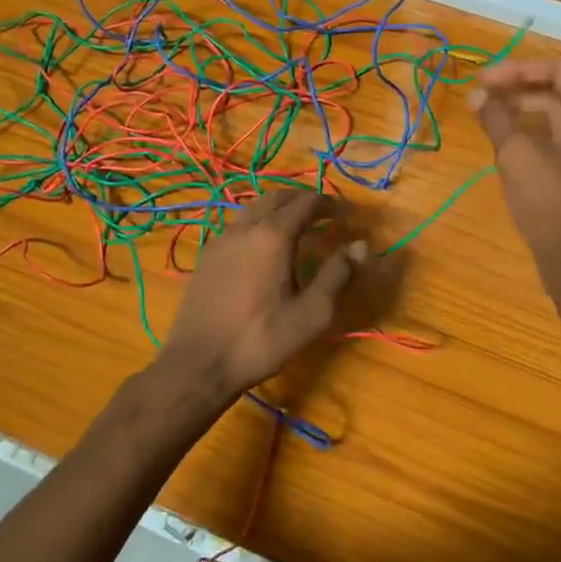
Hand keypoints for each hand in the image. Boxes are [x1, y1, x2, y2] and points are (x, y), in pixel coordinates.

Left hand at [155, 190, 365, 410]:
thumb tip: (360, 245)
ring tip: (295, 224)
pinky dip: (257, 222)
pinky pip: (237, 225)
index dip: (330, 204)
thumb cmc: (261, 339)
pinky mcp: (207, 256)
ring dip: (277, 208)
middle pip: (276, 197)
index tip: (348, 213)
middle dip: (302, 199)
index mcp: (273, 236)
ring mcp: (221, 239)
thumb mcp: (312, 313)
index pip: (306, 203)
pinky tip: (262, 245)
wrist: (199, 363)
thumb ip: (338, 275)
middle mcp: (245, 228)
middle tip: (323, 212)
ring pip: (252, 208)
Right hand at [470, 59, 560, 295]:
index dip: (515, 71)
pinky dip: (540, 136)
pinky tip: (511, 146)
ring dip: (527, 114)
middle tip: (481, 100)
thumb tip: (476, 95)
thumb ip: (497, 118)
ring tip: (490, 120)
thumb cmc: (553, 204)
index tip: (480, 81)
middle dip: (519, 92)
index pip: (557, 70)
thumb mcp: (517, 156)